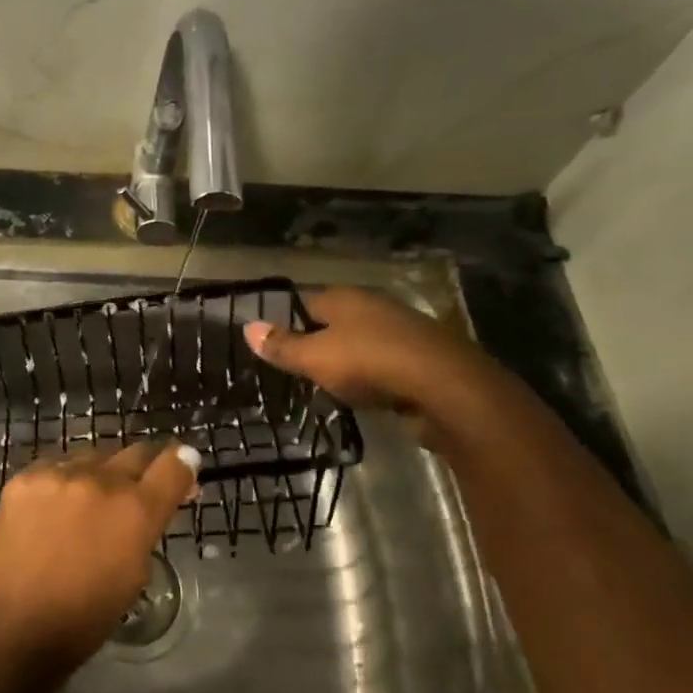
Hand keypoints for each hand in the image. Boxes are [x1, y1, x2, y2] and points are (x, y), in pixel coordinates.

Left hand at [0, 441, 199, 676]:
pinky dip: (63, 482)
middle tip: (137, 490)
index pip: (174, 464)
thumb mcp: (134, 574)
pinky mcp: (24, 478)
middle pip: (135, 453)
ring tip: (88, 504)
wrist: (12, 627)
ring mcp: (59, 475)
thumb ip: (147, 529)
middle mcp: (101, 481)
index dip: (183, 464)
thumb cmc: (84, 618)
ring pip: (93, 457)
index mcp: (136, 510)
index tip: (183, 469)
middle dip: (143, 469)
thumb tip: (154, 506)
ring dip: (100, 475)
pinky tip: (54, 507)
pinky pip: (55, 467)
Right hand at [243, 287, 498, 428]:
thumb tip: (247, 327)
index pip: (304, 302)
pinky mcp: (424, 356)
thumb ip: (282, 346)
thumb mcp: (314, 358)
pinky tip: (366, 394)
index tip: (273, 346)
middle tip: (297, 370)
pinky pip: (386, 362)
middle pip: (335, 321)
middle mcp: (374, 305)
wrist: (445, 387)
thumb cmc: (369, 363)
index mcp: (345, 297)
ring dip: (348, 360)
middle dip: (318, 342)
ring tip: (328, 385)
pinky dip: (374, 376)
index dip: (287, 322)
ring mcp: (403, 329)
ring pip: (363, 342)